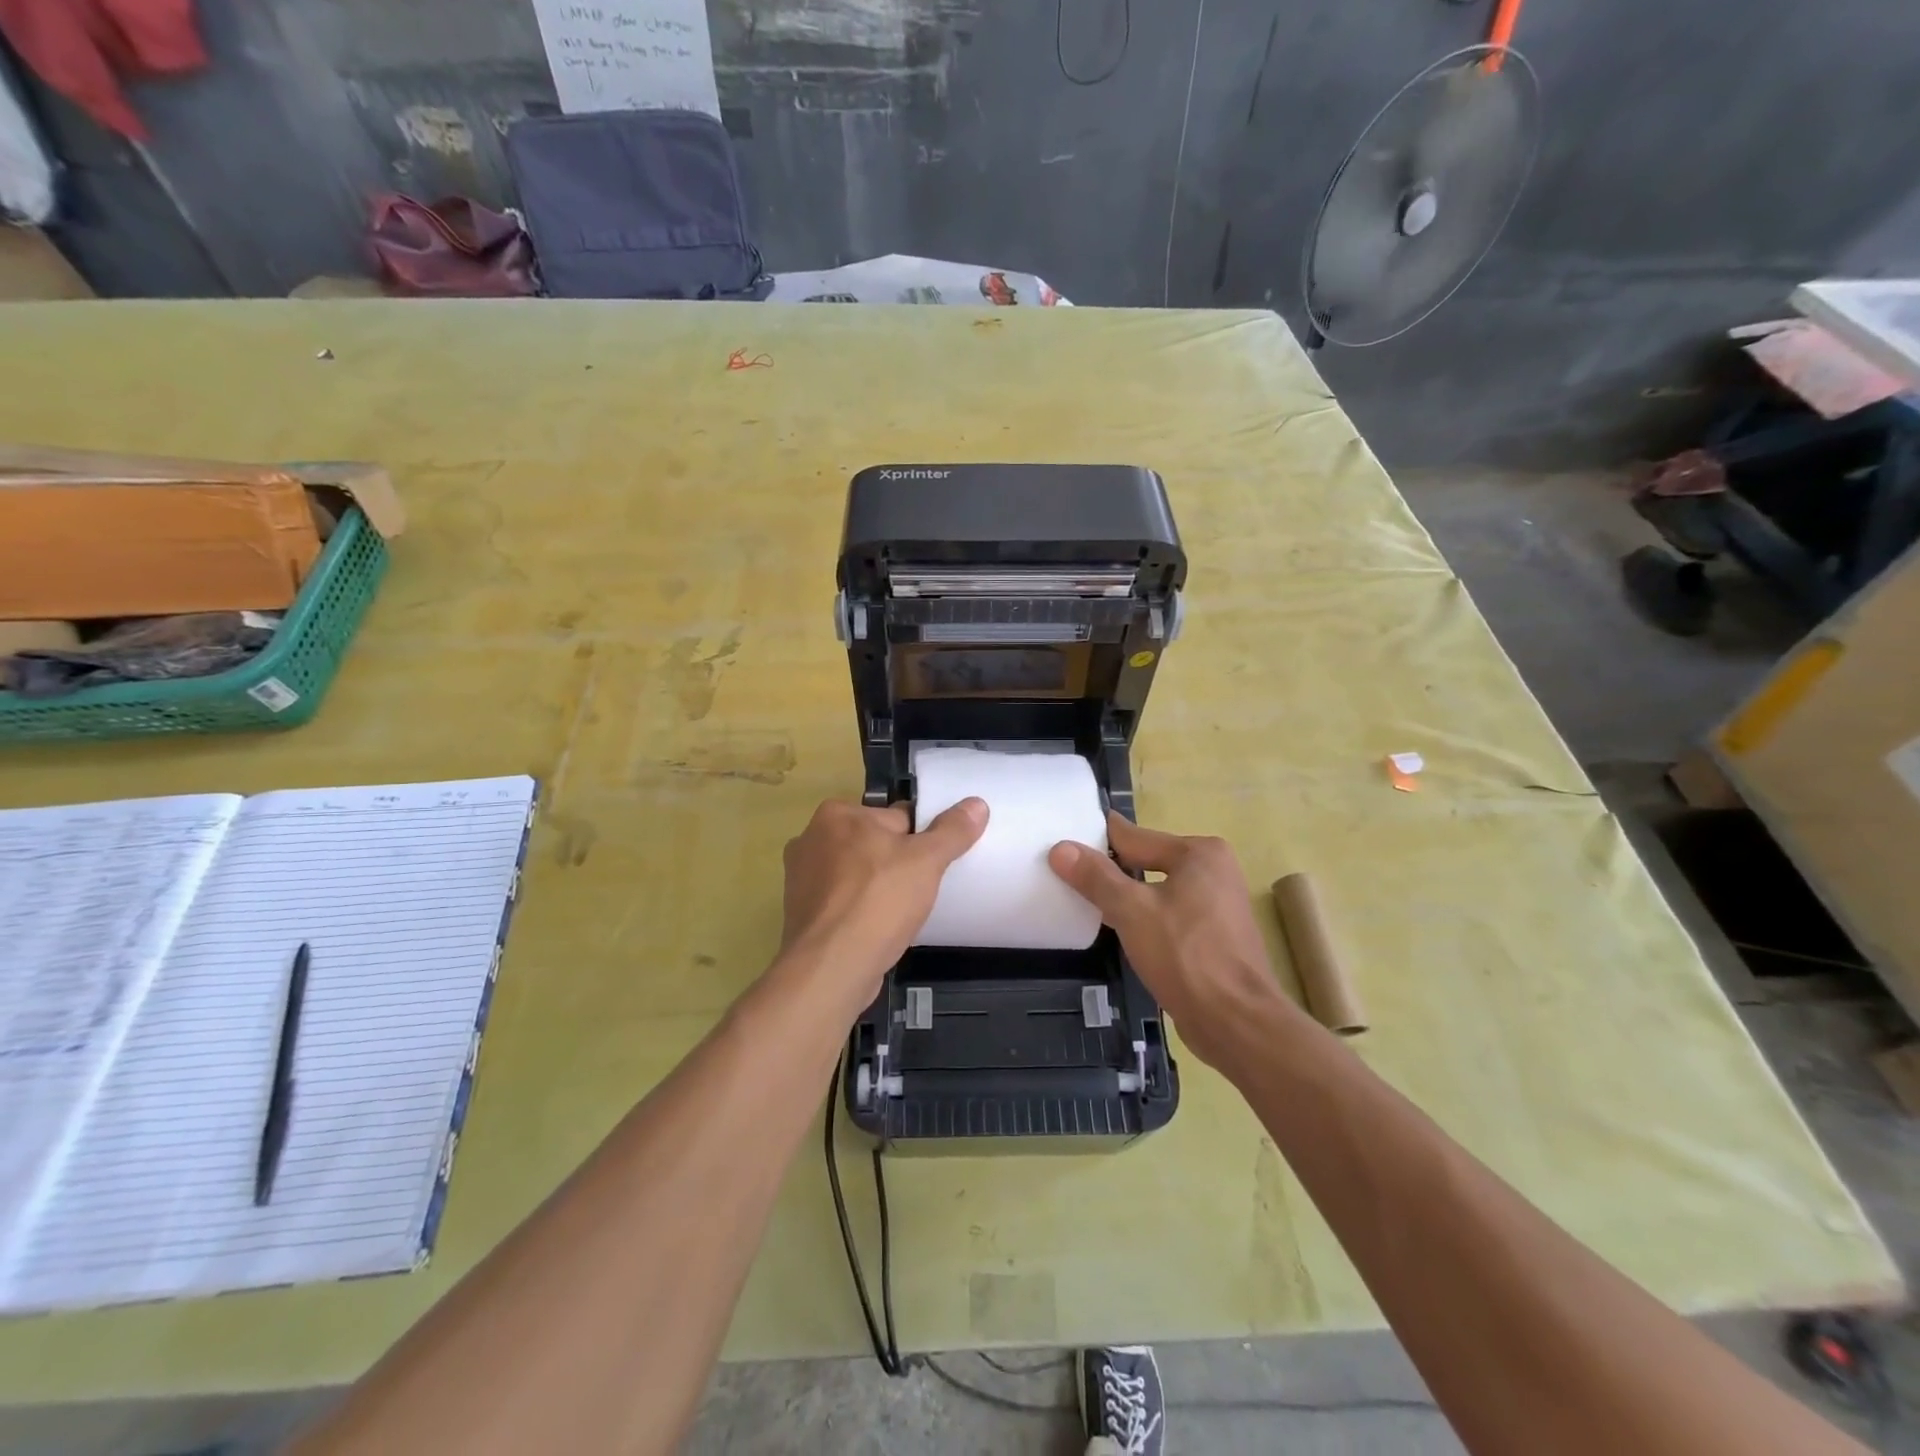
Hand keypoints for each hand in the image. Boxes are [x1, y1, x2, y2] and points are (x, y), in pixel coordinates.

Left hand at [779, 797, 987, 1003]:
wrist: (831, 967)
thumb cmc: (878, 901)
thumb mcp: (927, 860)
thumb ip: (952, 831)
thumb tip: (977, 804)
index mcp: (838, 814)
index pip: (895, 817)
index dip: (920, 839)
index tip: (933, 863)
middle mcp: (811, 837)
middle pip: (873, 844)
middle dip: (895, 862)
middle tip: (920, 889)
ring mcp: (800, 877)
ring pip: (856, 874)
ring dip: (876, 887)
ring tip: (900, 911)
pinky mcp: (800, 912)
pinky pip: (841, 901)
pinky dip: (858, 909)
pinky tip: (877, 927)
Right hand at [1048, 814, 1292, 1069]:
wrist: (1237, 1023)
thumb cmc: (1186, 956)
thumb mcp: (1131, 910)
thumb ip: (1096, 877)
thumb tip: (1061, 848)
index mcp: (1199, 853)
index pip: (1133, 837)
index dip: (1095, 842)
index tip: (1061, 844)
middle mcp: (1213, 870)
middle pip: (1146, 862)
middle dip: (1110, 871)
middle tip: (1064, 875)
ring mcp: (1217, 905)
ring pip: (1157, 891)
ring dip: (1126, 897)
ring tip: (1084, 902)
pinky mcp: (1214, 936)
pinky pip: (1168, 914)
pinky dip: (1144, 918)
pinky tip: (1118, 931)